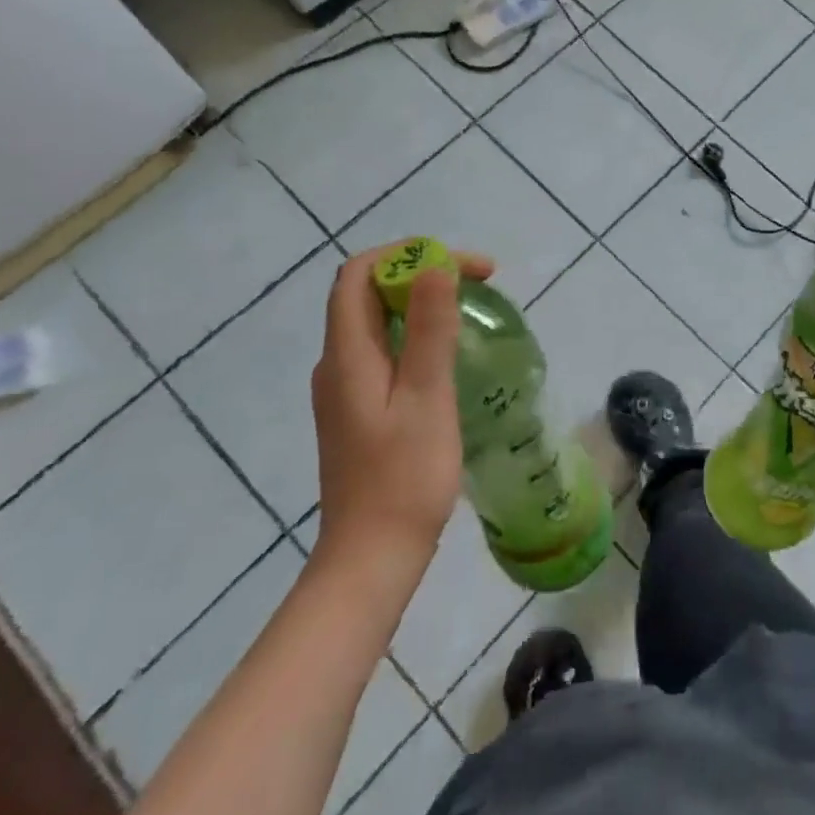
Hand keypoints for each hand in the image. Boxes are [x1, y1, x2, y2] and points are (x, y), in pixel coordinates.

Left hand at [309, 243, 493, 568]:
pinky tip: (449, 355)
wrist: (371, 559)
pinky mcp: (359, 410)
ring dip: (421, 303)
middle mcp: (337, 363)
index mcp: (346, 354)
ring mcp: (345, 389)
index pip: (359, 273)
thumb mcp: (426, 397)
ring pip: (378, 322)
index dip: (407, 254)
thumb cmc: (403, 478)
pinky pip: (384, 350)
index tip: (460, 265)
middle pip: (369, 293)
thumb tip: (435, 266)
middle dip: (421, 274)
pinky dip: (416, 334)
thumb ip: (429, 330)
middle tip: (477, 283)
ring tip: (470, 310)